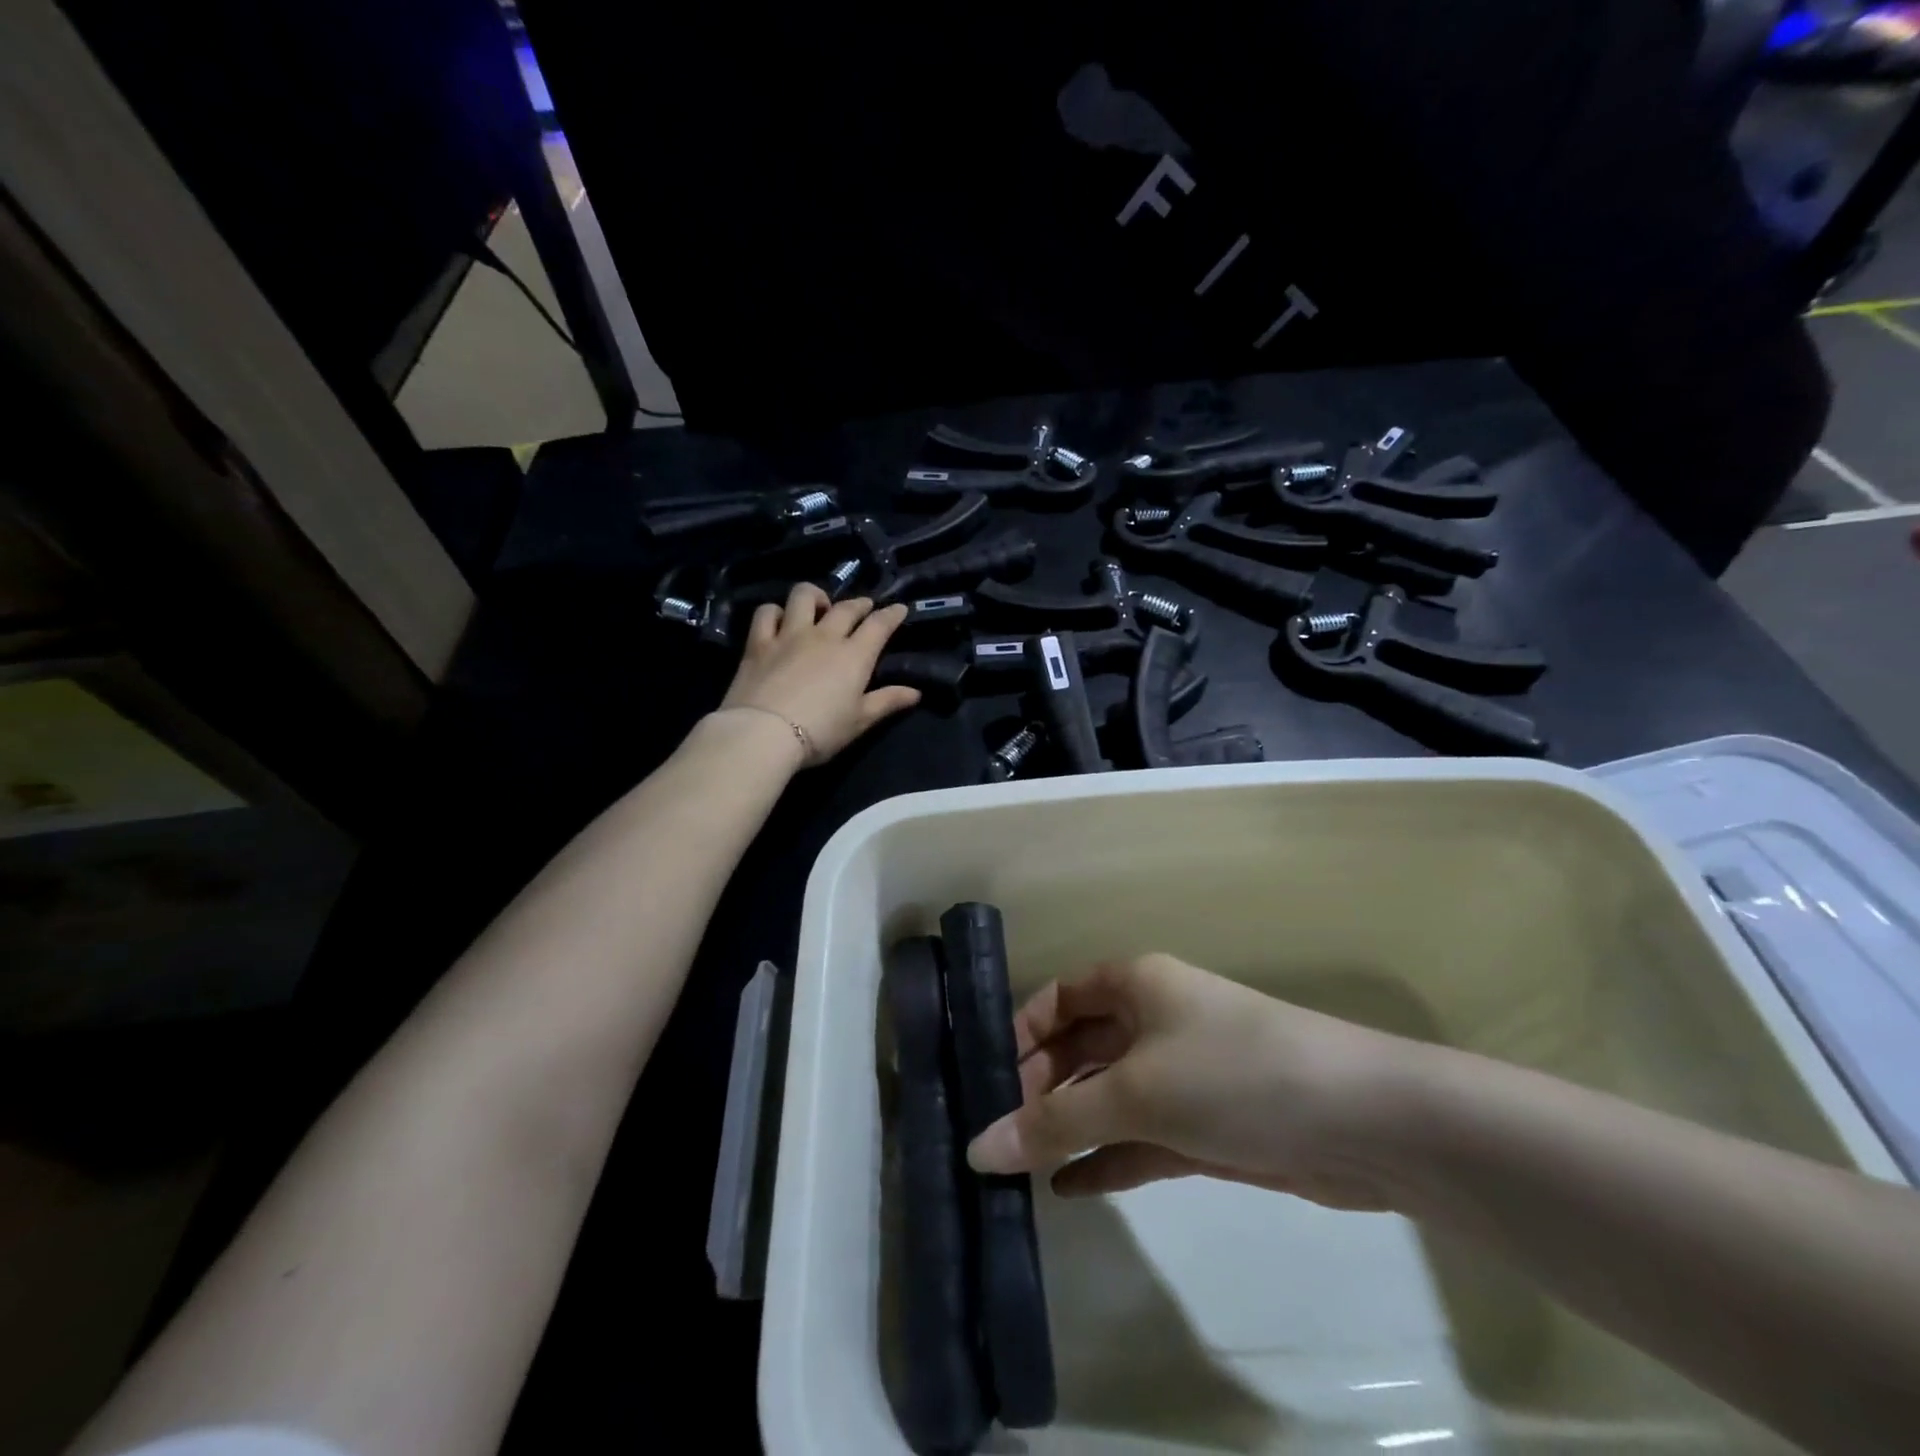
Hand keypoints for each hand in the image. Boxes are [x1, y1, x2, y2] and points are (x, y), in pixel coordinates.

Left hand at [719, 582, 920, 763]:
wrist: (764, 733)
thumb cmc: (820, 731)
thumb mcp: (859, 721)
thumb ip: (887, 701)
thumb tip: (915, 692)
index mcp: (854, 655)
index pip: (879, 625)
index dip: (892, 614)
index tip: (899, 608)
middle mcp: (824, 636)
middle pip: (846, 608)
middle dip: (859, 604)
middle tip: (864, 606)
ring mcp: (789, 635)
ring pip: (803, 597)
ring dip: (816, 596)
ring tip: (819, 606)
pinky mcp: (758, 643)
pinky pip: (766, 613)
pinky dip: (775, 612)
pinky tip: (779, 620)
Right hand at [967, 954, 1424, 1210]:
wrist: (1363, 1124)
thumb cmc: (1233, 1075)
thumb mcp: (1137, 1092)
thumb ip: (1055, 1120)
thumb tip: (977, 1147)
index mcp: (1135, 984)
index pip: (1058, 998)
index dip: (1020, 1034)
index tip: (985, 1082)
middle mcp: (1152, 1020)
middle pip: (1078, 1048)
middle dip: (1038, 1088)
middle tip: (997, 1139)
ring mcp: (1179, 1074)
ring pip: (1106, 1095)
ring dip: (1068, 1127)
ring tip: (1019, 1170)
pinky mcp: (1203, 1125)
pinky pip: (1137, 1136)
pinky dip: (1104, 1158)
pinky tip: (1066, 1189)